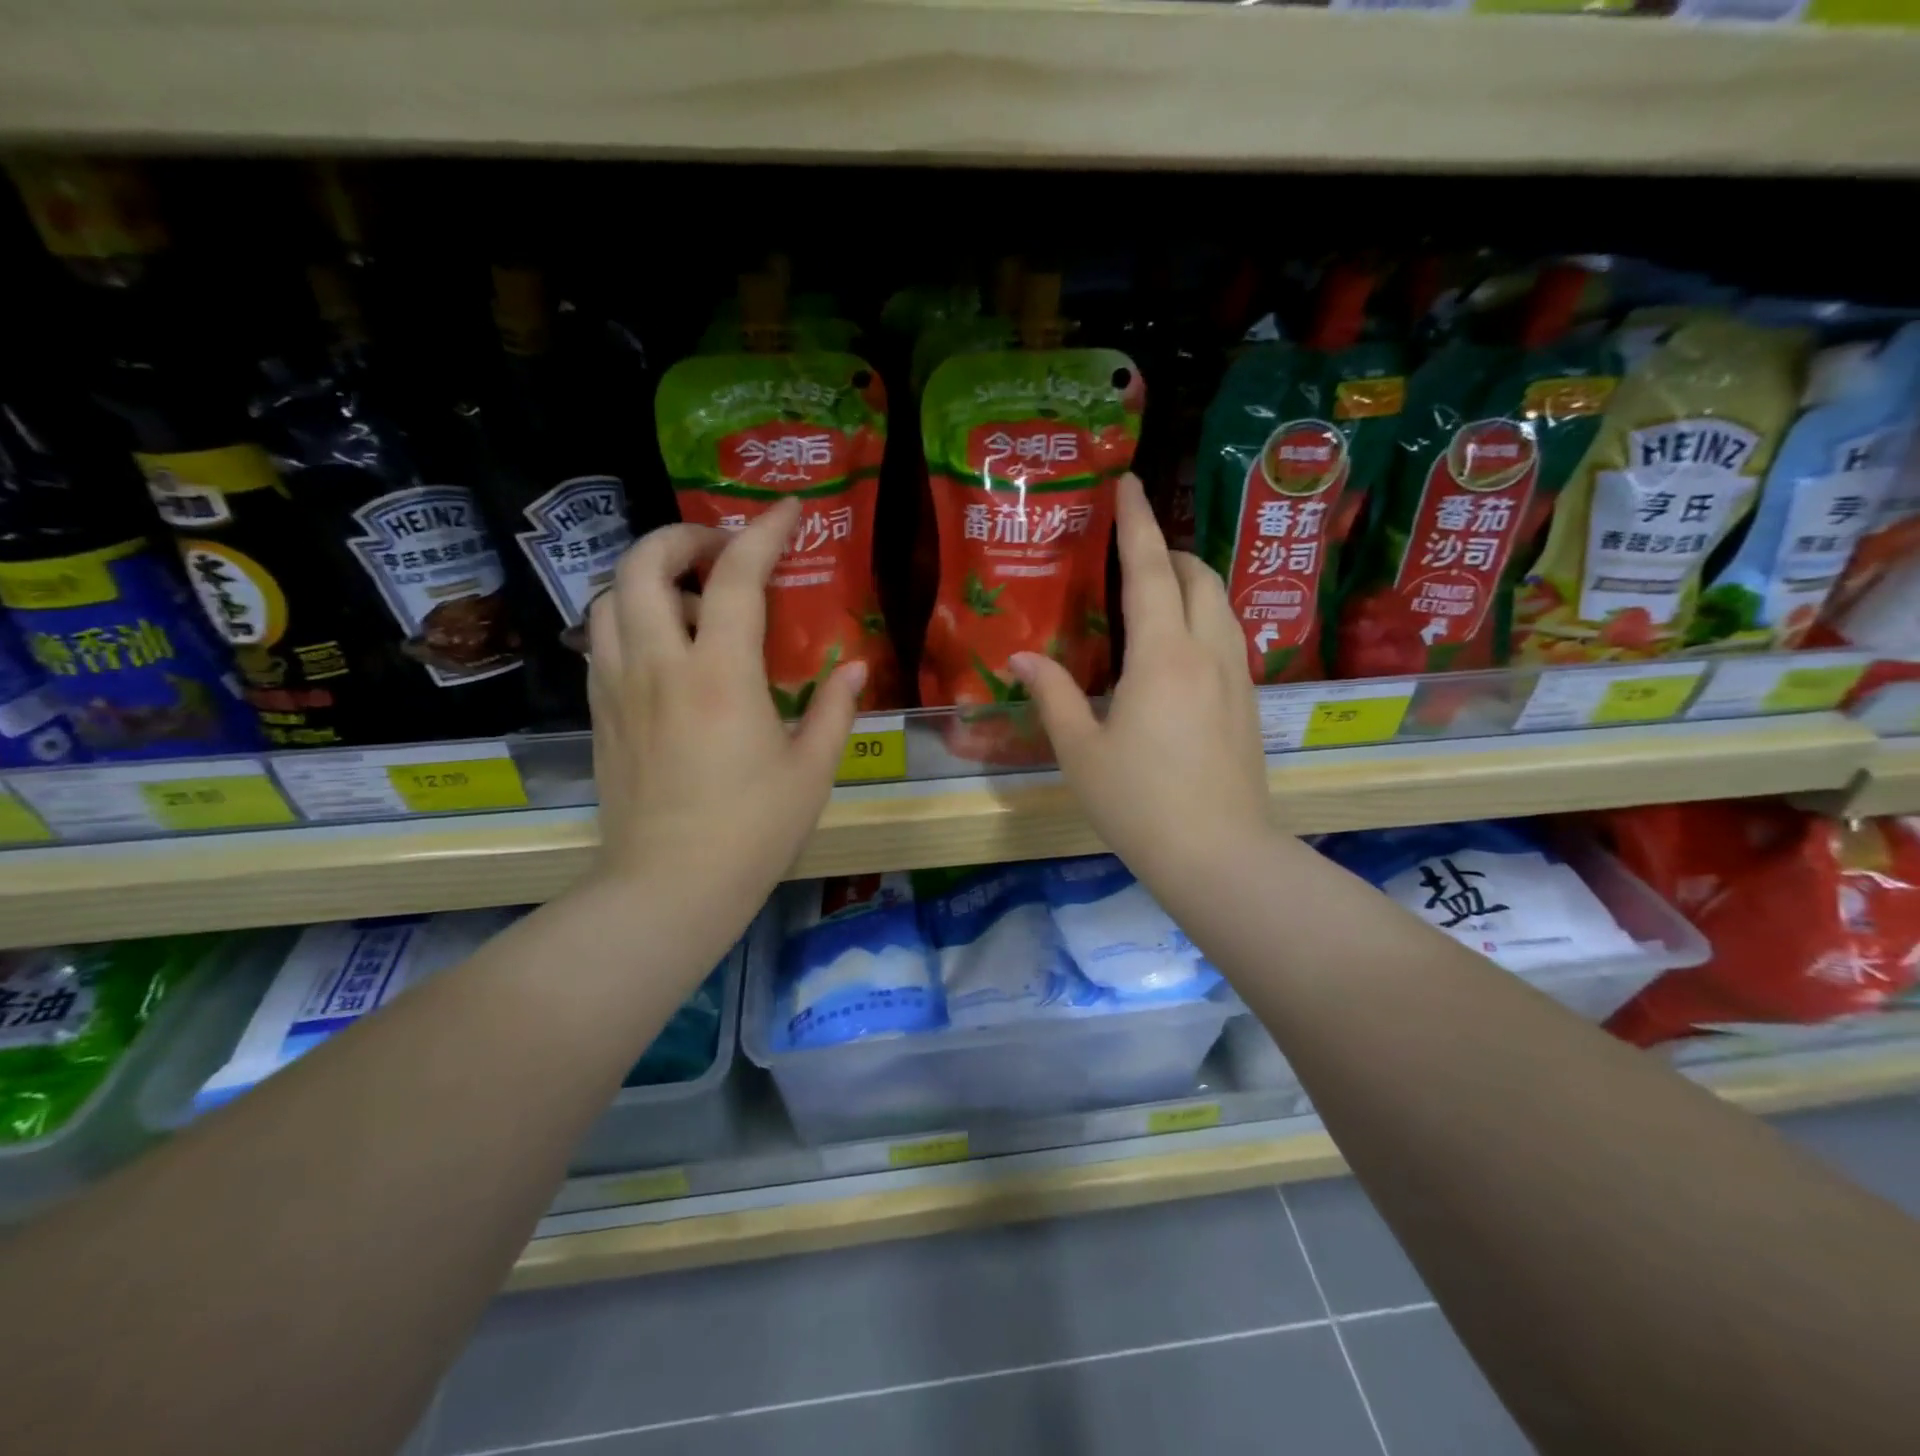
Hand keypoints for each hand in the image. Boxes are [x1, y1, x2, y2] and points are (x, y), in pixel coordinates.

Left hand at [584, 498, 863, 903]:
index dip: (764, 532)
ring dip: (647, 578)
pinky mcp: (600, 713)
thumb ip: (834, 709)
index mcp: (720, 675)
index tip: (787, 510)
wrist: (668, 888)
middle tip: (720, 550)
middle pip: (643, 563)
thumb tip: (855, 667)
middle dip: (681, 536)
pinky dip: (629, 619)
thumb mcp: (811, 770)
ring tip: (688, 602)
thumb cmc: (752, 831)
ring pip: (609, 597)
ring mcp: (618, 687)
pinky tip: (663, 649)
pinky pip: (601, 641)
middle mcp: (659, 665)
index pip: (737, 577)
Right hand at [1010, 474, 1272, 882]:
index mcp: (1162, 656)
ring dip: (1192, 582)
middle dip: (1169, 551)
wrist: (1220, 856)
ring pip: (1222, 605)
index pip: (1149, 569)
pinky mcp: (1250, 704)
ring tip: (1158, 593)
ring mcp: (1238, 677)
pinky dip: (1205, 617)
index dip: (1137, 522)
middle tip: (1134, 552)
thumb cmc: (1139, 803)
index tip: (1129, 483)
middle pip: (1198, 576)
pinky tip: (1181, 648)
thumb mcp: (1080, 750)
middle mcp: (1208, 652)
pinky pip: (1230, 637)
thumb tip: (1021, 658)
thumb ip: (1052, 694)